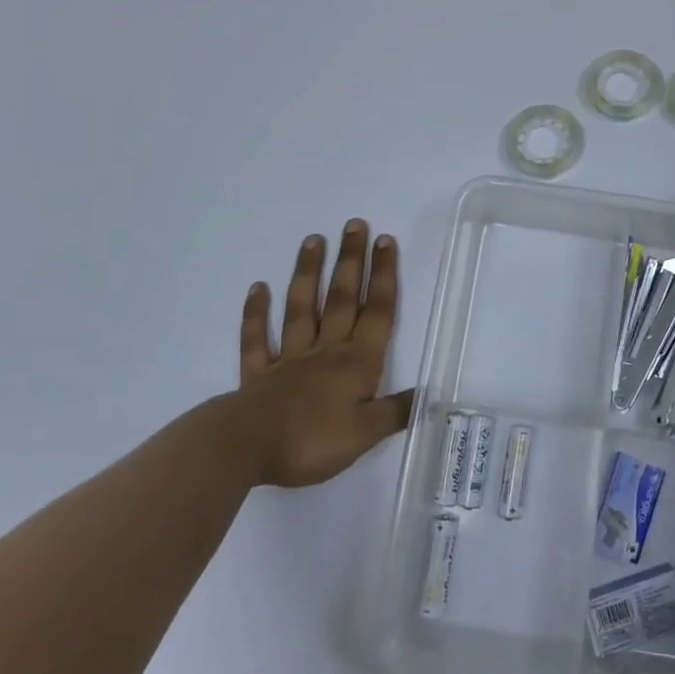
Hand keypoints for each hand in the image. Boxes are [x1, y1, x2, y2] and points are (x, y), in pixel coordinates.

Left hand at [237, 221, 414, 487]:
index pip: (376, 312)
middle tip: (354, 225)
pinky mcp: (257, 374)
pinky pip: (257, 339)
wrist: (247, 448)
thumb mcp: (365, 434)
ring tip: (314, 240)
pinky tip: (258, 288)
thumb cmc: (312, 440)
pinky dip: (256, 314)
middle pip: (342, 300)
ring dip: (308, 273)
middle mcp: (325, 351)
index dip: (383, 276)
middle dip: (351, 262)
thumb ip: (394, 412)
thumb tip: (427, 395)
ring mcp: (289, 359)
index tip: (385, 241)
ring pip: (302, 308)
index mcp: (356, 363)